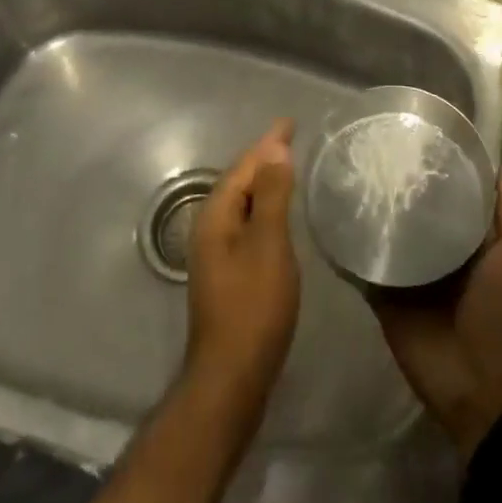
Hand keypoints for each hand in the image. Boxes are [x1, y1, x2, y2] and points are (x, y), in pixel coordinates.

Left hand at [183, 119, 300, 424]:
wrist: (231, 380)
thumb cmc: (253, 308)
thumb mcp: (269, 246)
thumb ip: (271, 196)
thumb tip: (275, 150)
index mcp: (215, 217)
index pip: (243, 166)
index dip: (268, 143)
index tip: (289, 122)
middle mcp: (209, 229)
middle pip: (238, 182)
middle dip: (263, 158)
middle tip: (292, 140)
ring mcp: (215, 255)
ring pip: (241, 204)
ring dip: (263, 183)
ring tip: (288, 168)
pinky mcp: (227, 275)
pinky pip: (246, 224)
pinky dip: (263, 208)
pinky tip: (278, 215)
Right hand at [372, 154, 501, 463]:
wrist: (482, 384)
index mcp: (468, 236)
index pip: (448, 189)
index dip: (437, 162)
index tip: (414, 127)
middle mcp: (436, 248)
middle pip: (413, 208)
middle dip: (397, 182)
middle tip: (370, 142)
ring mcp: (407, 272)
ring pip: (385, 232)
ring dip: (369, 209)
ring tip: (344, 169)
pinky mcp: (382, 295)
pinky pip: (363, 266)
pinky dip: (349, 246)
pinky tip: (330, 215)